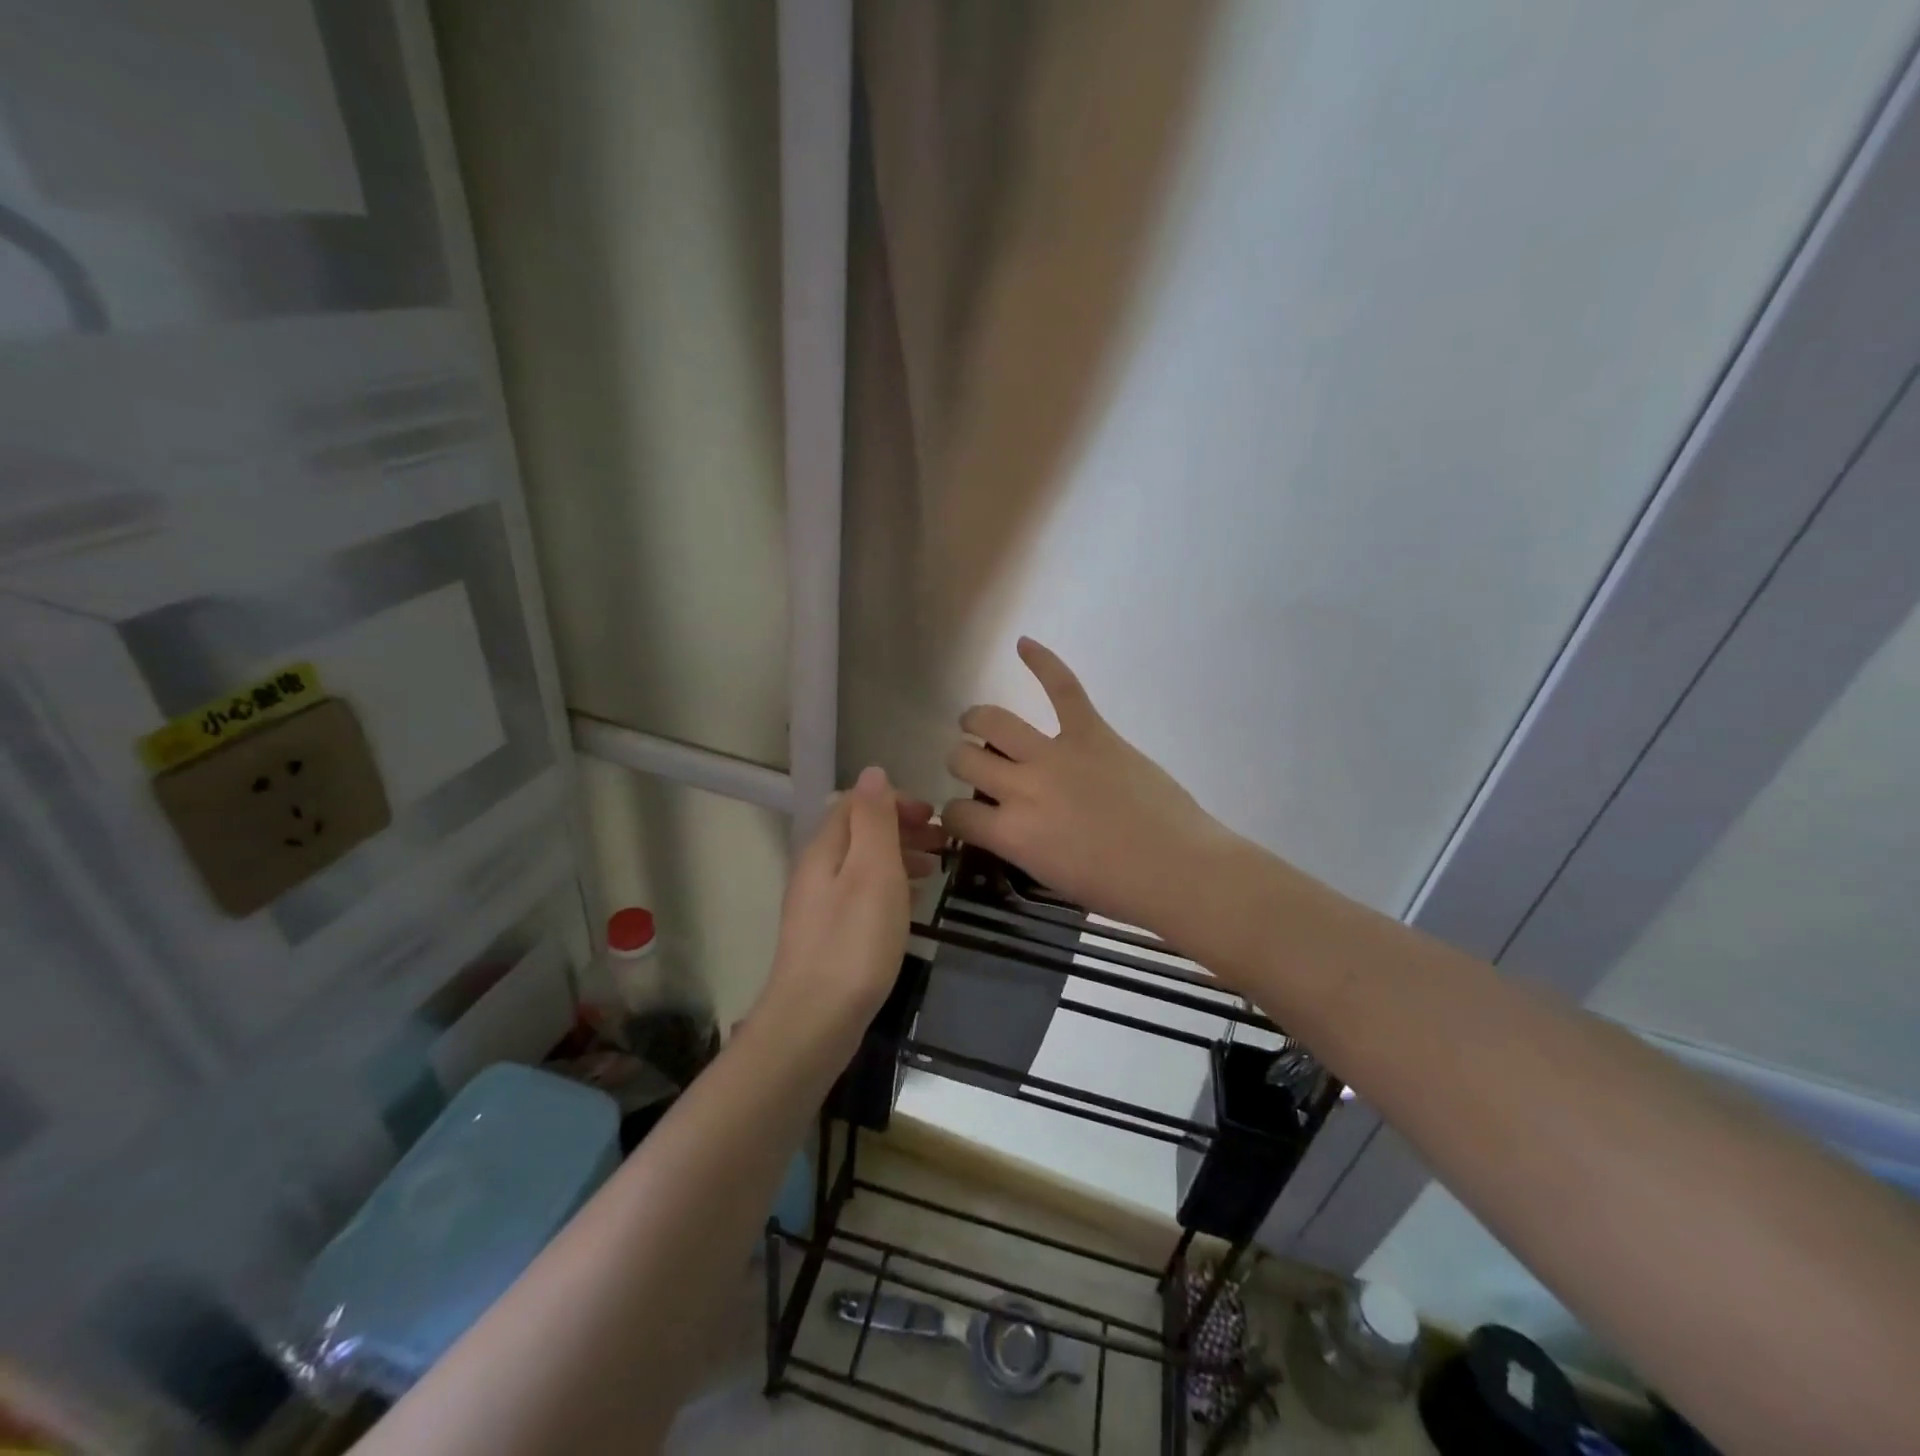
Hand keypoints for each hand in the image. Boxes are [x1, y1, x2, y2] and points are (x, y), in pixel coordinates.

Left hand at [757, 767, 940, 1049]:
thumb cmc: (854, 940)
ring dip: (899, 856)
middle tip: (943, 842)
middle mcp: (817, 870)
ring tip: (936, 868)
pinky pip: (862, 893)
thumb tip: (873, 773)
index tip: (934, 816)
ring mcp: (820, 905)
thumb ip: (873, 819)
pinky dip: (890, 885)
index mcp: (825, 848)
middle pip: (859, 832)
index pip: (857, 803)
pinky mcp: (829, 934)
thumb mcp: (872, 870)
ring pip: (863, 863)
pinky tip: (910, 902)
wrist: (816, 1020)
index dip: (895, 801)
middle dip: (901, 828)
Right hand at [941, 639, 1238, 935]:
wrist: (1177, 869)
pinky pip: (1063, 688)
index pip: (955, 813)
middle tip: (974, 765)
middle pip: (965, 759)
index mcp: (1010, 832)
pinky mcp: (1092, 733)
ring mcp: (1055, 754)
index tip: (967, 816)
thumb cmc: (1116, 888)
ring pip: (994, 721)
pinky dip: (1043, 662)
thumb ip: (1018, 843)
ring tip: (975, 721)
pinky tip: (1023, 643)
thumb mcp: (1048, 875)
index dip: (954, 815)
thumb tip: (1006, 821)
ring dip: (977, 720)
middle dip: (961, 762)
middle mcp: (1021, 787)